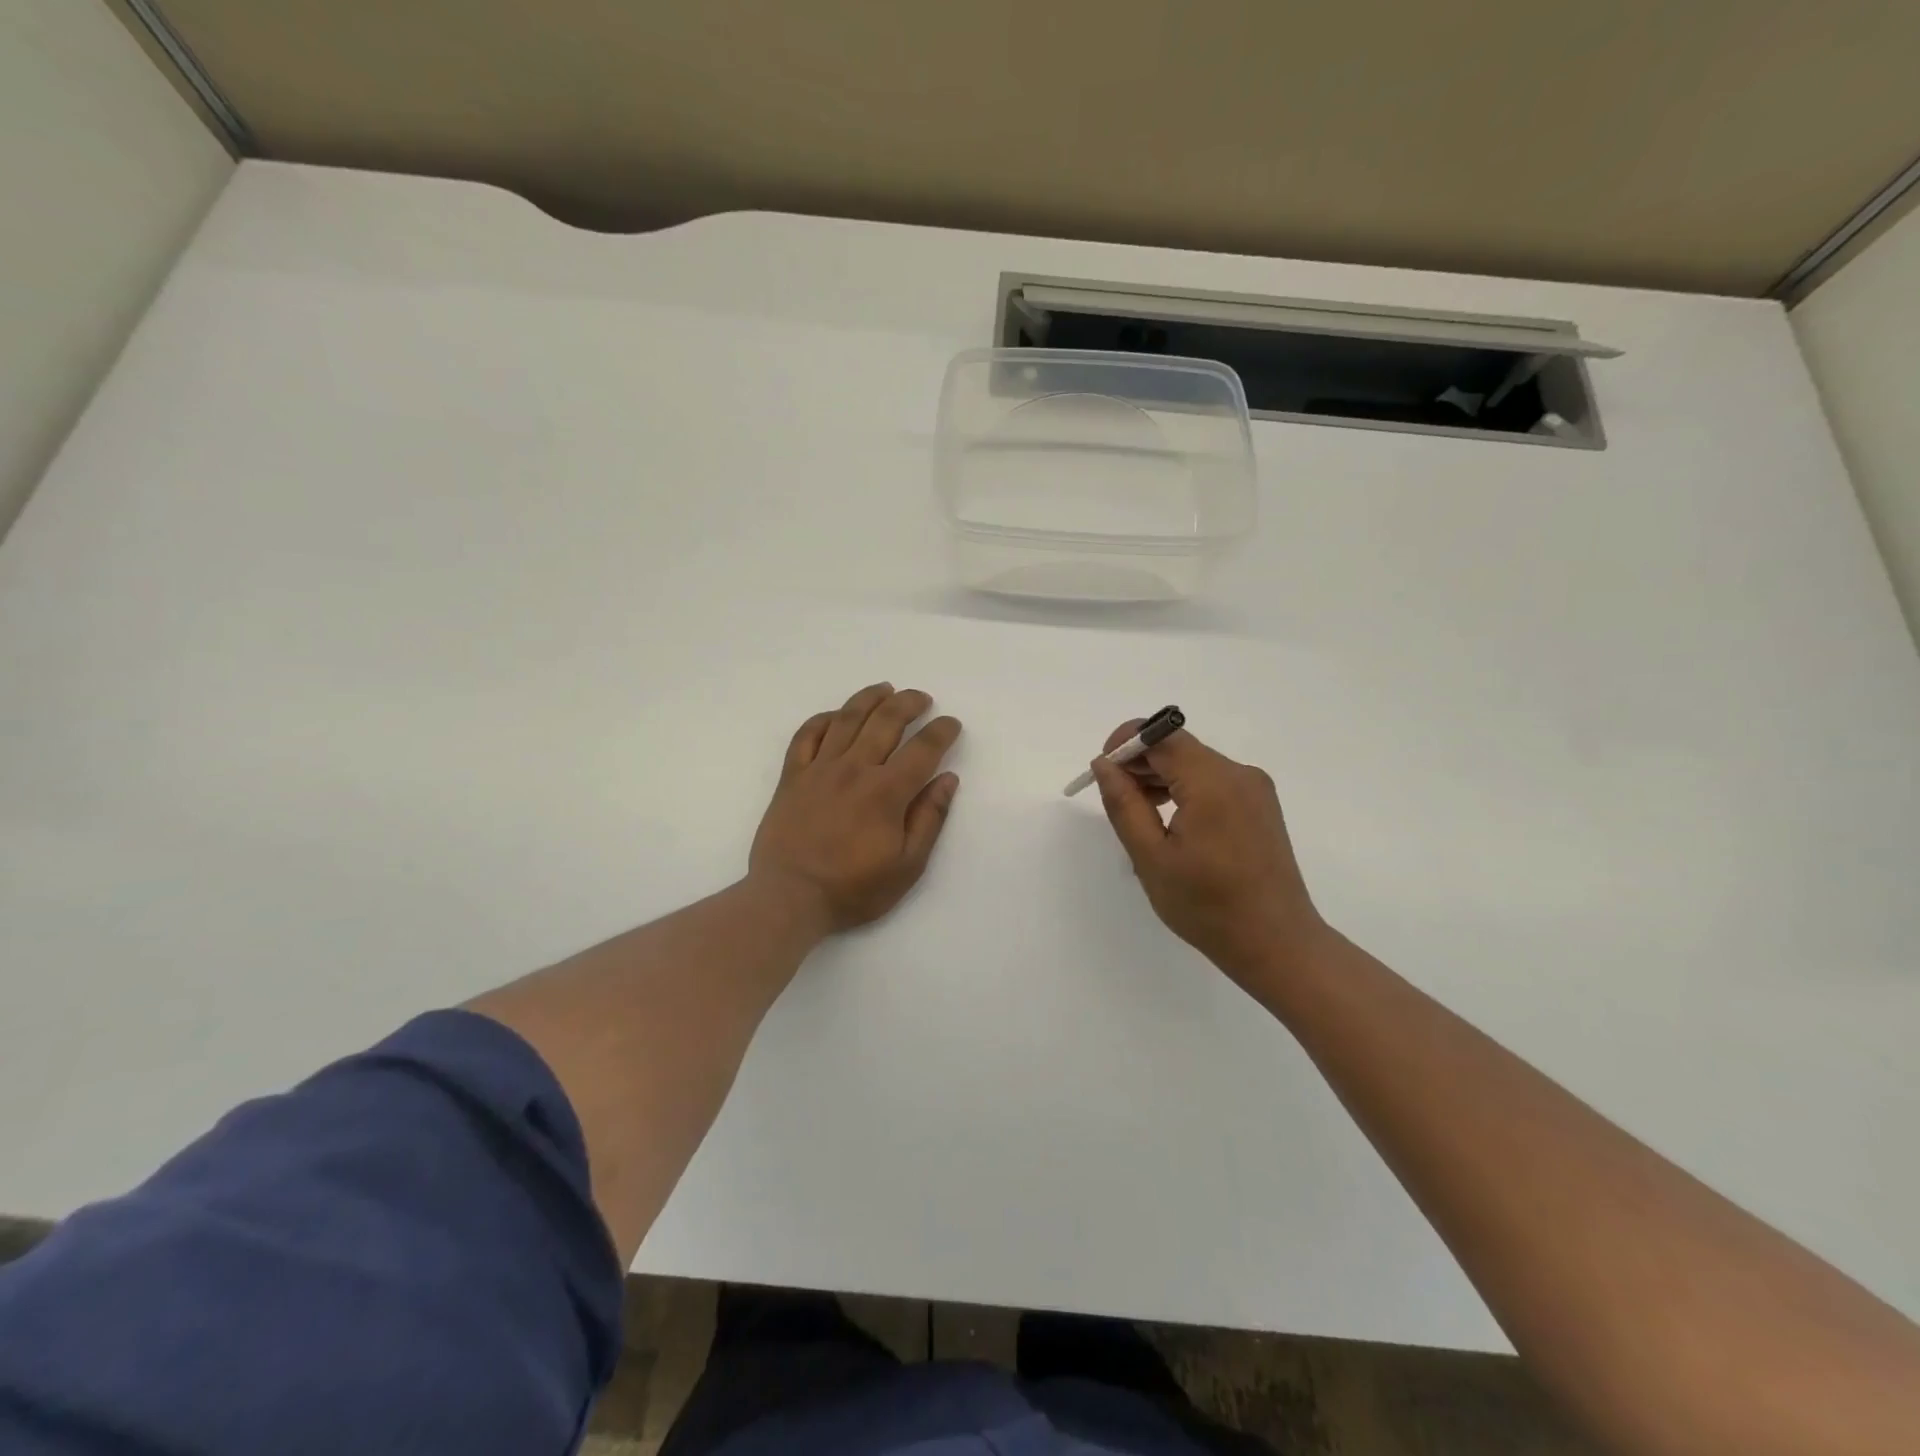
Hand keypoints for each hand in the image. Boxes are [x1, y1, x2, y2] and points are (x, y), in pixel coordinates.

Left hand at [750, 683, 961, 932]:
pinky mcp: (792, 777)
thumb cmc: (853, 889)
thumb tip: (947, 779)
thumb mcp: (907, 866)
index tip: (951, 724)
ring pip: (846, 719)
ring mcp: (819, 769)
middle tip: (922, 698)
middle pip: (885, 721)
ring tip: (885, 689)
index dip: (941, 732)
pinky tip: (835, 715)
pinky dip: (822, 719)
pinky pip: (806, 735)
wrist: (789, 898)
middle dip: (908, 703)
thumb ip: (929, 819)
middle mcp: (854, 769)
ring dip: (869, 699)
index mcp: (886, 792)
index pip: (922, 749)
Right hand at [1091, 724, 1326, 987]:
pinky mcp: (1260, 805)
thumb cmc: (1207, 906)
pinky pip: (1213, 781)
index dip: (1126, 743)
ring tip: (1140, 816)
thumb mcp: (1151, 857)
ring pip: (1194, 764)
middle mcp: (1239, 774)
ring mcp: (1254, 789)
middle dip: (1141, 763)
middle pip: (1178, 747)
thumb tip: (1105, 764)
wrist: (1276, 944)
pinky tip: (1170, 823)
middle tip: (1114, 799)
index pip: (1161, 735)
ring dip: (1161, 778)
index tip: (1101, 771)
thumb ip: (1124, 804)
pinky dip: (1184, 790)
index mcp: (1212, 782)